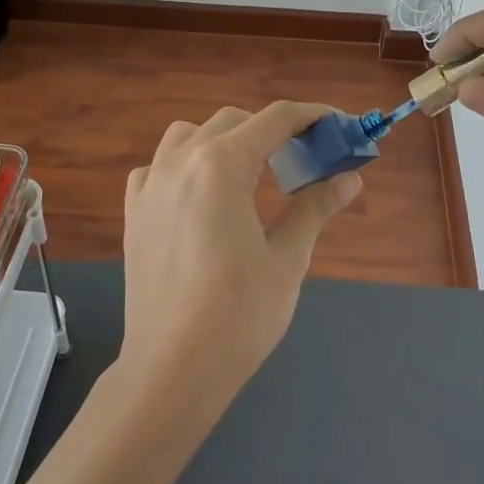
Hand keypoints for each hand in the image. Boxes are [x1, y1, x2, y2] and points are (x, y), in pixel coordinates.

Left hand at [121, 102, 362, 408]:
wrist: (172, 367)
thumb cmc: (239, 313)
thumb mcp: (288, 258)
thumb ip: (315, 206)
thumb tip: (349, 177)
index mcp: (222, 165)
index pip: (274, 119)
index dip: (312, 115)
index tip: (338, 125)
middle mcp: (181, 161)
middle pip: (234, 122)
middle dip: (272, 131)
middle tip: (302, 162)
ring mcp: (150, 184)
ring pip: (190, 135)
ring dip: (224, 142)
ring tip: (248, 177)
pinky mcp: (133, 211)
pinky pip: (158, 167)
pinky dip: (184, 166)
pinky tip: (199, 199)